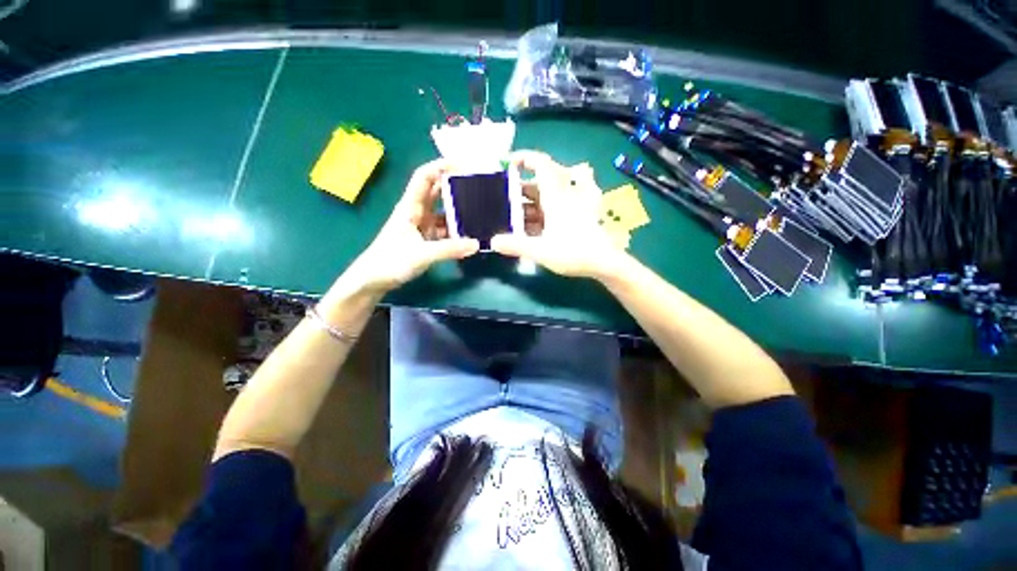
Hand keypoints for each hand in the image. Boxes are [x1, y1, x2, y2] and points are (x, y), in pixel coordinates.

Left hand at [343, 159, 478, 293]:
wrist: (373, 280)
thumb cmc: (390, 261)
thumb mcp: (422, 255)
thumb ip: (449, 249)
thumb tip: (477, 244)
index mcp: (410, 206)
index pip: (424, 177)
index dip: (440, 166)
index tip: (463, 164)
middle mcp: (417, 212)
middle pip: (437, 191)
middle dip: (455, 185)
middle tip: (479, 186)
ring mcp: (422, 226)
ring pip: (443, 212)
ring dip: (459, 210)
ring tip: (481, 210)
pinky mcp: (426, 239)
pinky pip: (445, 230)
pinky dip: (457, 230)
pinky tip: (471, 234)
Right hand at [491, 151, 628, 279]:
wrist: (604, 262)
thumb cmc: (574, 252)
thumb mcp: (541, 250)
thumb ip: (516, 245)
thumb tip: (493, 242)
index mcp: (556, 196)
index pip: (541, 164)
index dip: (524, 158)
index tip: (508, 163)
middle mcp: (565, 196)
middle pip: (541, 182)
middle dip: (521, 189)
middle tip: (506, 202)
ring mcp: (573, 205)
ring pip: (549, 195)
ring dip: (531, 203)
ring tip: (516, 217)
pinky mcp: (578, 216)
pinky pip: (557, 206)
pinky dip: (544, 212)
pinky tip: (536, 226)